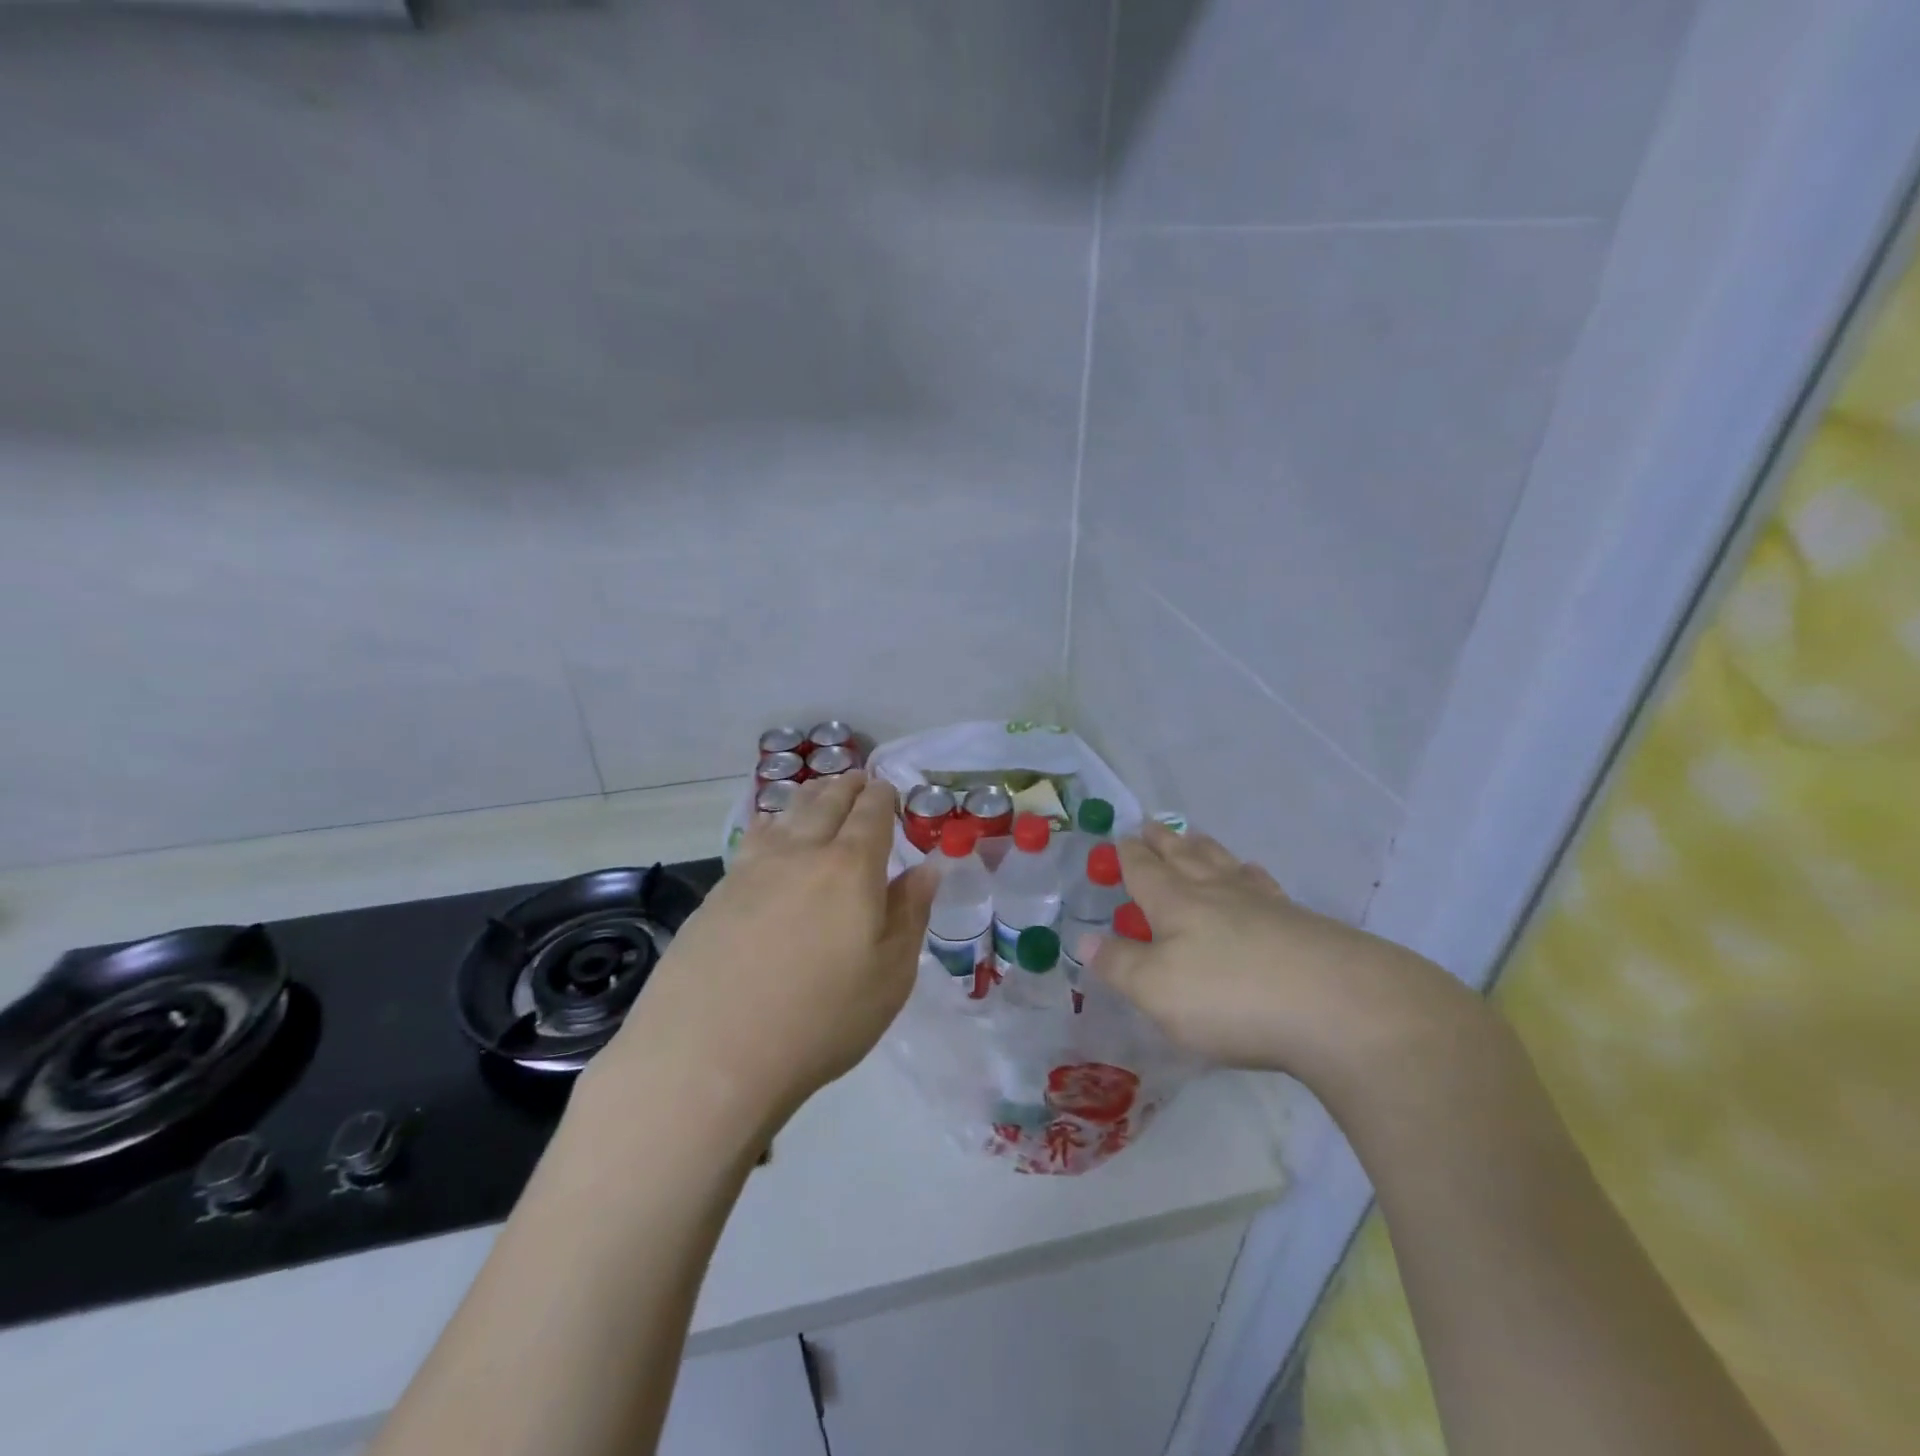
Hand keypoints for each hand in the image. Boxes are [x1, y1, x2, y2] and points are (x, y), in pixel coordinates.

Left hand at [584, 772, 936, 1133]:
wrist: (710, 1054)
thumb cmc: (820, 1020)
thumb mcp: (889, 976)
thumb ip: (910, 914)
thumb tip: (928, 867)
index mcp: (851, 868)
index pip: (871, 814)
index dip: (882, 796)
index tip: (887, 788)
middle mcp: (801, 854)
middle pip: (826, 803)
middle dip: (846, 786)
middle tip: (856, 778)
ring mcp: (752, 869)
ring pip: (785, 815)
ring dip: (808, 797)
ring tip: (817, 793)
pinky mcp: (717, 892)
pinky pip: (753, 839)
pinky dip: (771, 824)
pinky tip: (769, 834)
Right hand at [1090, 824, 1475, 1090]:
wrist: (1343, 1008)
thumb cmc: (1232, 997)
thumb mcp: (1157, 990)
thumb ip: (1120, 965)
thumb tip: (1085, 940)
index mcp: (1178, 904)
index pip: (1145, 871)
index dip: (1130, 856)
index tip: (1121, 837)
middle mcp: (1219, 894)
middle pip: (1187, 858)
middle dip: (1166, 842)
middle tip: (1153, 825)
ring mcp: (1266, 906)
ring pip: (1228, 866)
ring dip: (1207, 851)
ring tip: (1200, 839)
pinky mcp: (1305, 926)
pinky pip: (1266, 887)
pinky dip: (1252, 876)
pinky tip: (1259, 881)